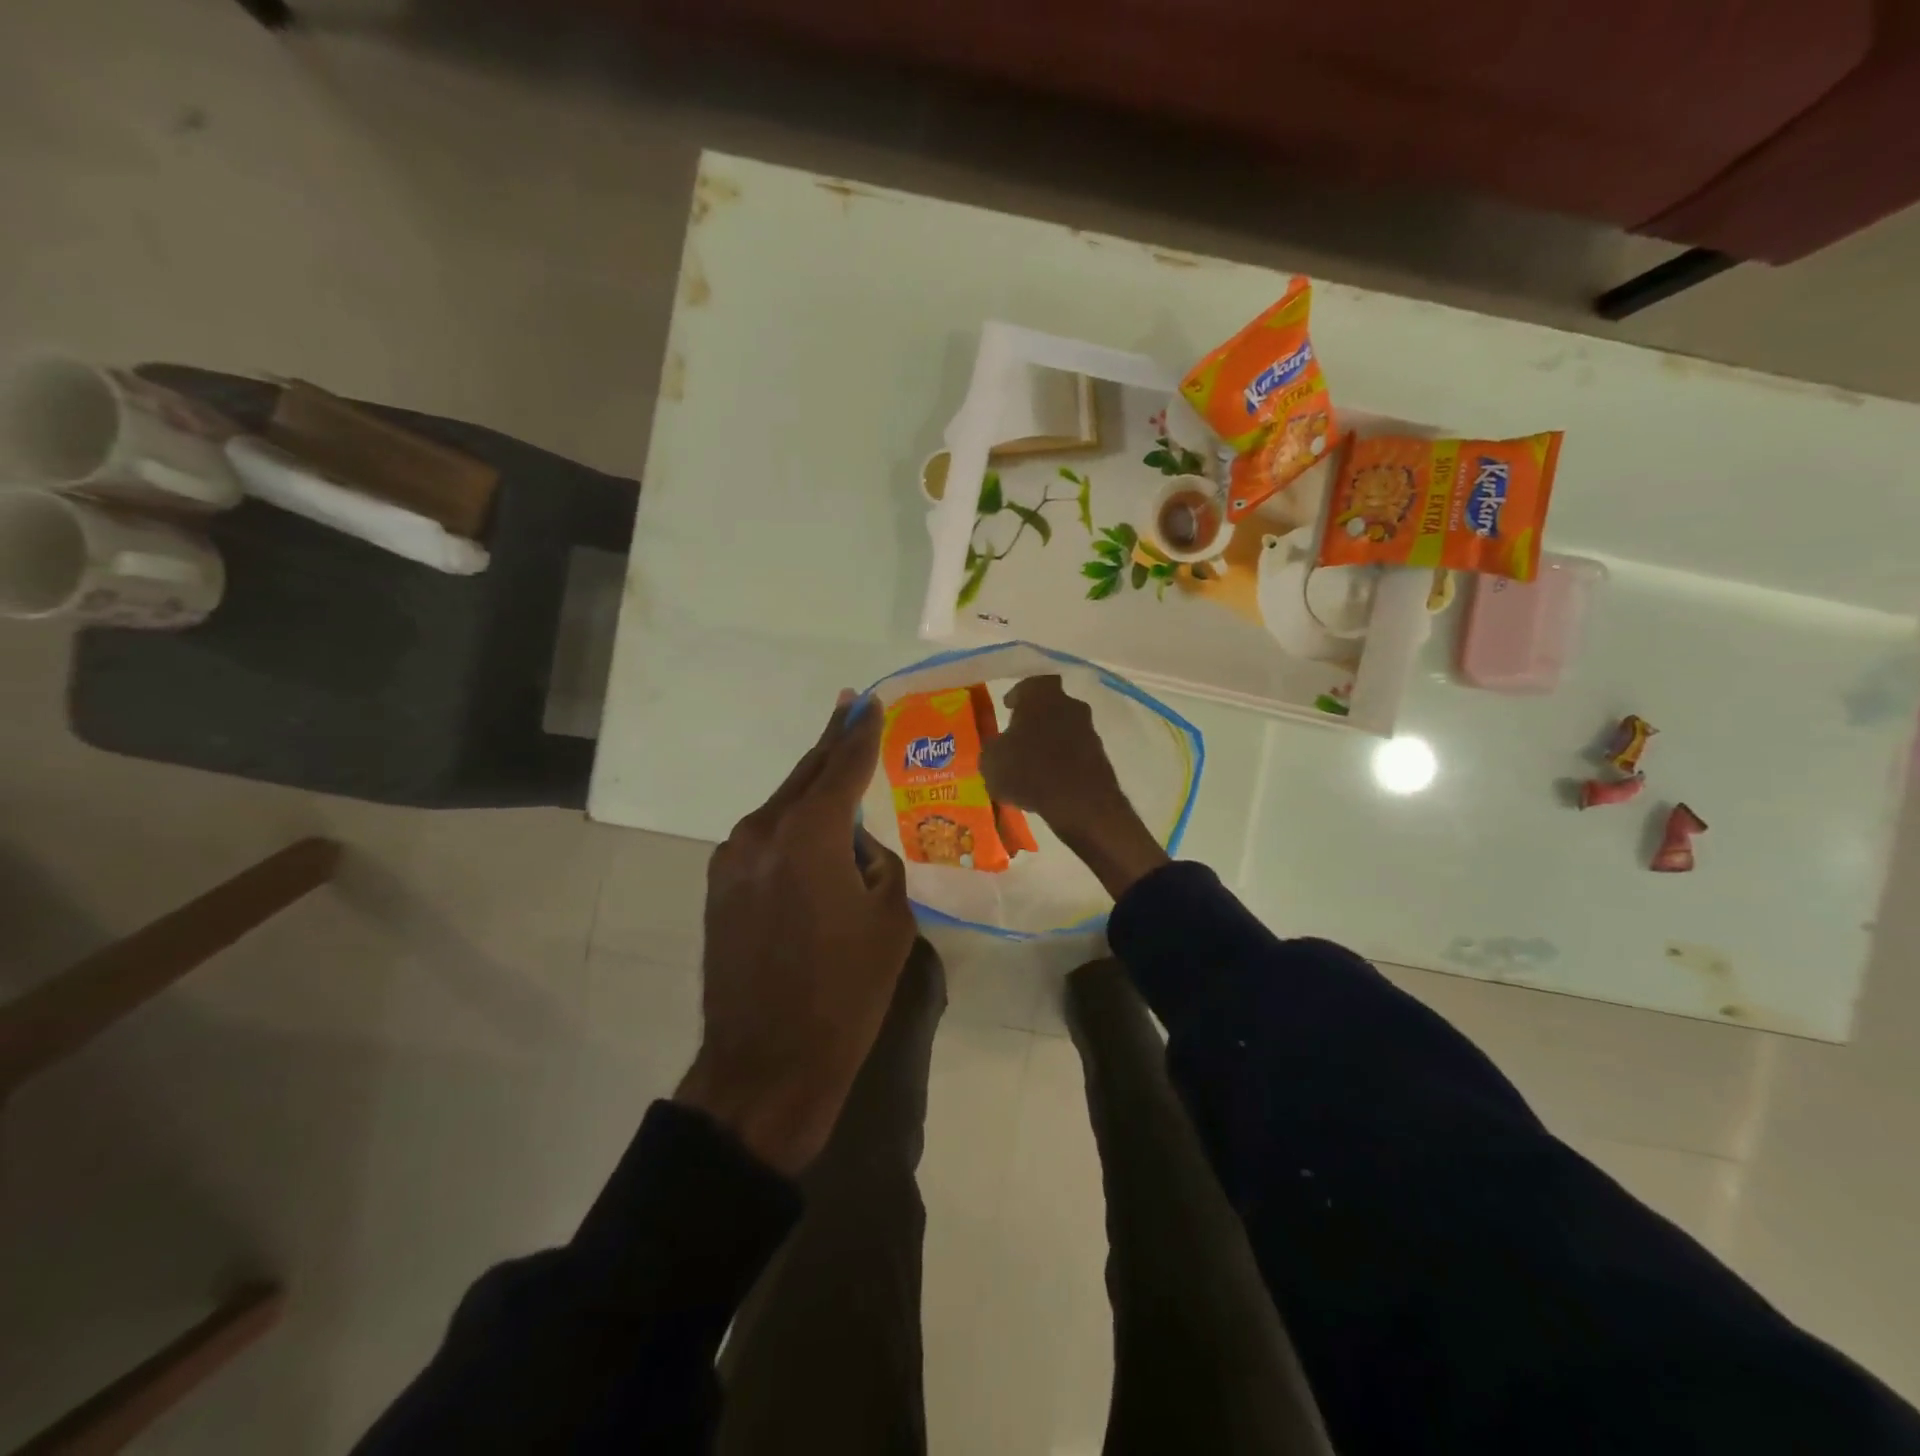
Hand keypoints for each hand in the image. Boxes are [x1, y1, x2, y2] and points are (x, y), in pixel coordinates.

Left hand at [675, 691, 916, 1174]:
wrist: (767, 1064)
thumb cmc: (844, 993)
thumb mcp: (890, 921)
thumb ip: (878, 865)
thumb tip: (859, 850)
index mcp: (808, 836)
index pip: (842, 768)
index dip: (860, 734)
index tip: (870, 702)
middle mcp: (762, 833)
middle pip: (804, 776)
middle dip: (831, 743)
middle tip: (851, 709)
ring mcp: (732, 860)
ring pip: (782, 808)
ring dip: (812, 792)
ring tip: (841, 778)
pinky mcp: (720, 887)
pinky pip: (765, 839)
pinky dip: (792, 828)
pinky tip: (813, 839)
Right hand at [980, 675, 1170, 900]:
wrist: (1080, 802)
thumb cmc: (1028, 771)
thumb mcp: (992, 761)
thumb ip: (993, 749)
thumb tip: (997, 749)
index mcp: (1041, 696)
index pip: (1030, 684)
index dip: (1019, 694)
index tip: (1009, 707)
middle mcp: (1069, 705)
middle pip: (1051, 705)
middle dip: (1036, 718)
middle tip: (1020, 735)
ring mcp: (1089, 730)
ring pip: (1065, 728)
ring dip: (1051, 740)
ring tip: (1033, 762)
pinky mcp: (1100, 755)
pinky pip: (1076, 751)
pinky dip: (1064, 760)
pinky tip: (1050, 779)